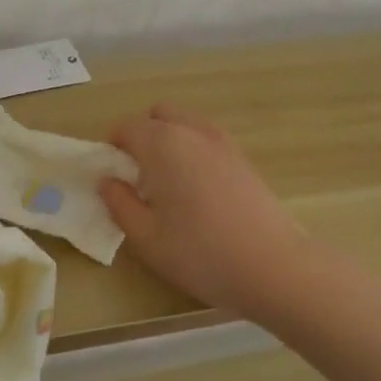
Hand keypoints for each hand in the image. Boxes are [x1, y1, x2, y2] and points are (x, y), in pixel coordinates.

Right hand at [97, 104, 309, 318]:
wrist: (273, 266)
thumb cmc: (201, 253)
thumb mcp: (146, 238)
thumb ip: (120, 204)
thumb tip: (107, 181)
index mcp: (162, 143)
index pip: (126, 126)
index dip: (112, 147)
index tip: (113, 177)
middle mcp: (192, 131)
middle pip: (158, 114)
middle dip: (142, 135)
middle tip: (138, 176)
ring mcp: (222, 141)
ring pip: (185, 123)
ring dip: (169, 139)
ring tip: (168, 183)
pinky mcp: (243, 157)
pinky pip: (206, 138)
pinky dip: (193, 149)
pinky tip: (197, 189)